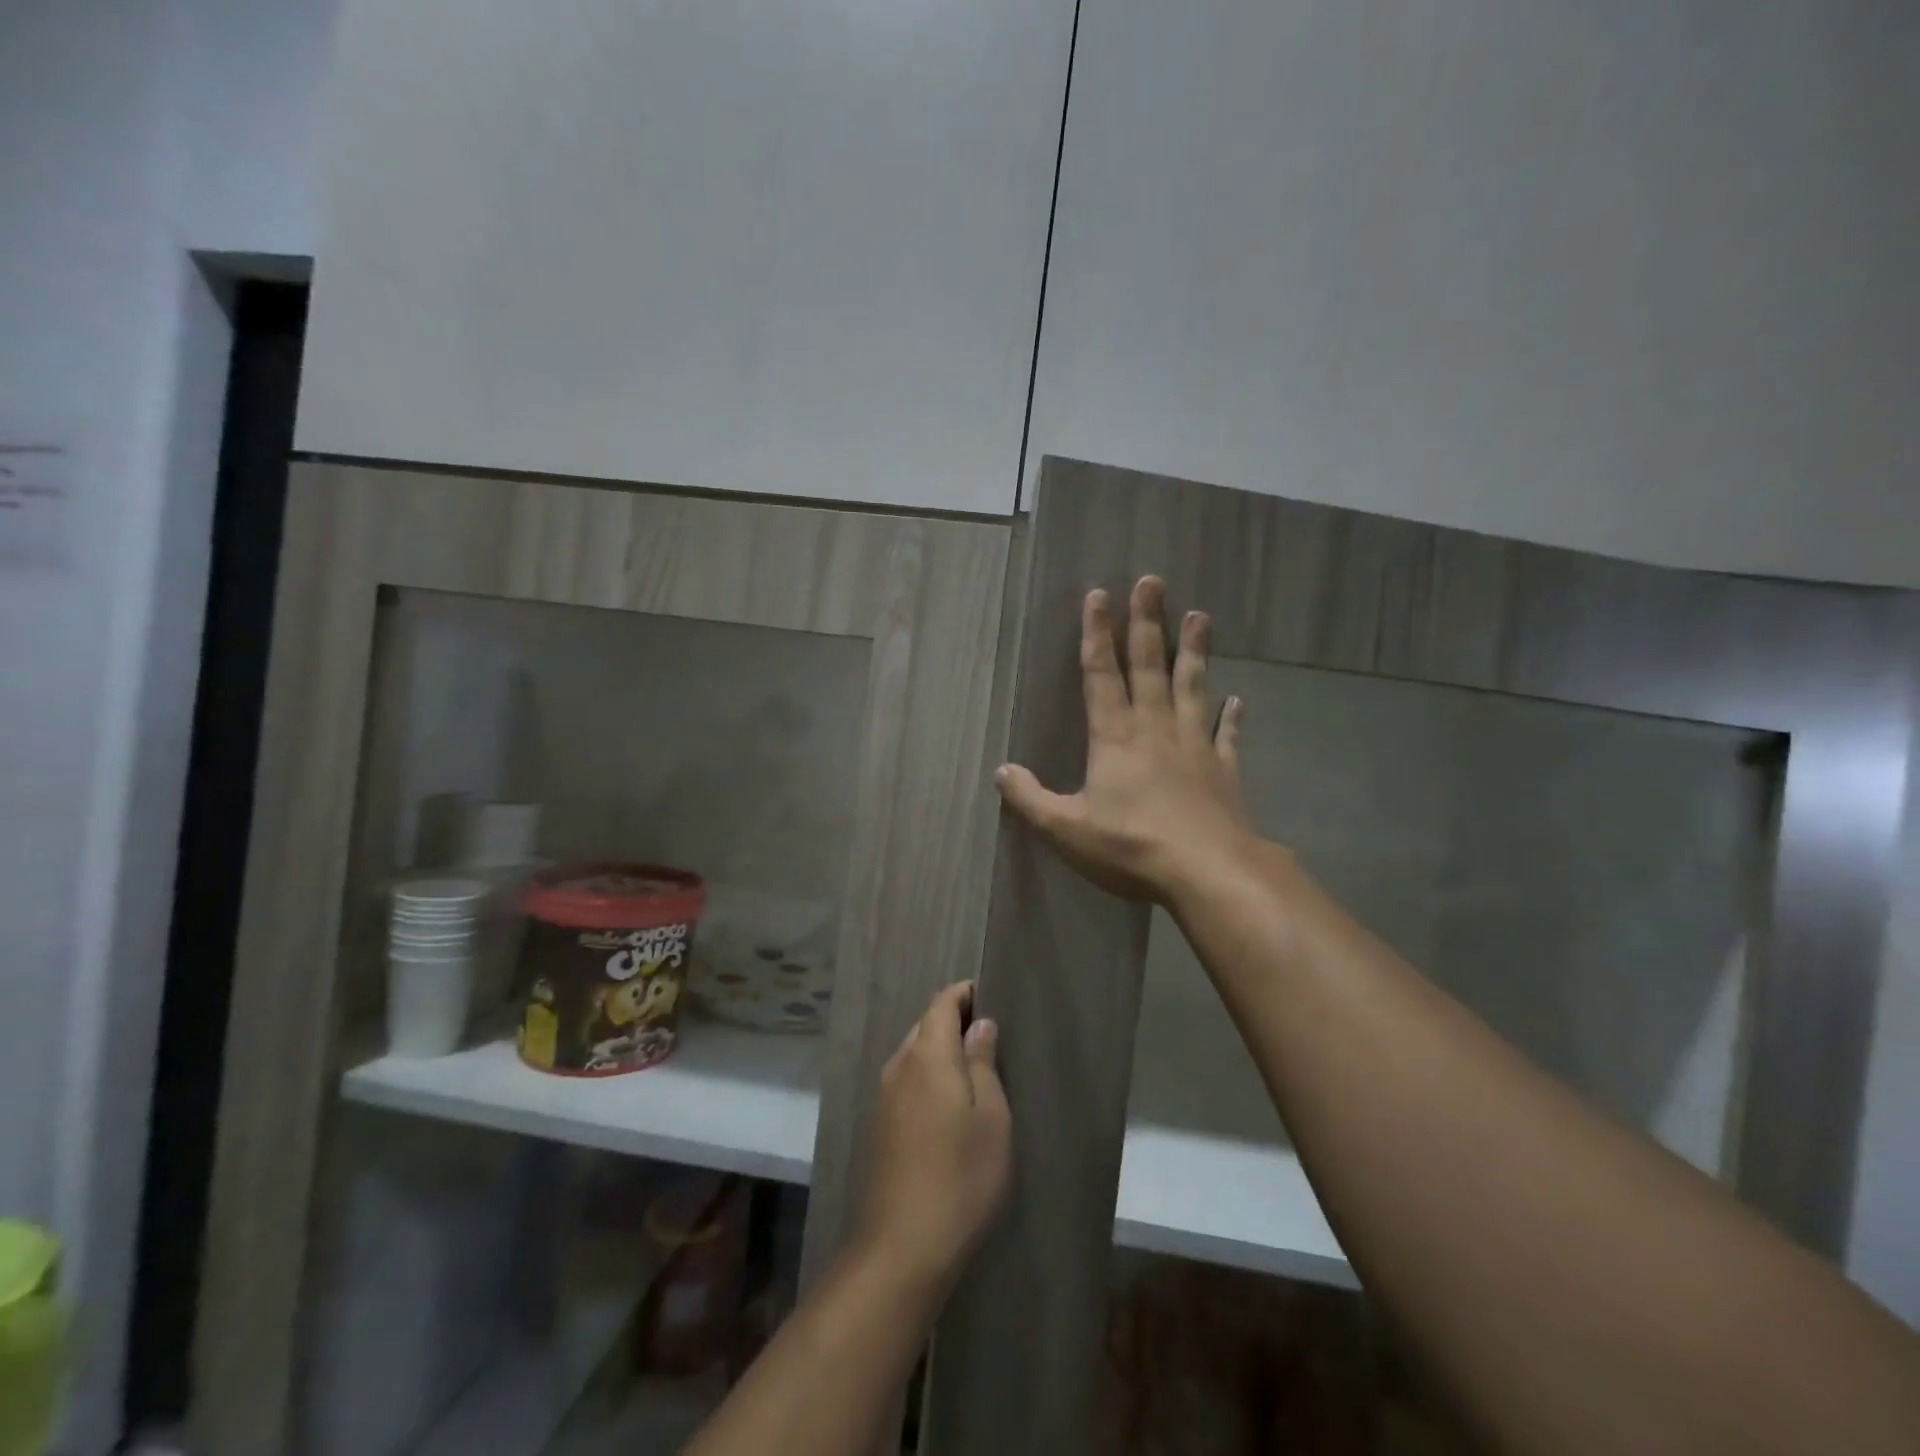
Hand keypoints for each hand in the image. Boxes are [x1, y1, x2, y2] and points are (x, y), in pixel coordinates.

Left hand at [855, 983, 1011, 1290]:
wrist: (901, 1247)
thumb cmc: (960, 1177)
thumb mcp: (991, 1118)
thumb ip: (983, 1063)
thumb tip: (979, 1025)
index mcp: (927, 1056)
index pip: (941, 1004)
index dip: (963, 993)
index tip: (988, 994)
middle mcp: (898, 1067)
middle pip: (924, 1026)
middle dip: (952, 1021)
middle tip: (988, 1033)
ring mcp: (883, 1098)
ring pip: (913, 1055)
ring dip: (939, 1050)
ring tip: (973, 1066)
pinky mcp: (879, 1126)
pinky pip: (906, 1082)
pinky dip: (928, 1076)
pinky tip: (948, 1103)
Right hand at [996, 575, 1257, 904]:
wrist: (1208, 871)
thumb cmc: (1131, 847)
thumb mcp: (1066, 829)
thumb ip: (1030, 799)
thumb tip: (1001, 771)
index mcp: (1114, 737)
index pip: (1101, 674)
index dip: (1096, 634)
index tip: (1099, 595)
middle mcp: (1155, 729)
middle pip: (1149, 666)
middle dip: (1147, 623)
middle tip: (1152, 582)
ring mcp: (1194, 745)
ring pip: (1192, 687)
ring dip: (1194, 651)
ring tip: (1200, 614)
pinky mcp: (1223, 769)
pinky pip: (1226, 734)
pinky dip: (1231, 716)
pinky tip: (1237, 700)